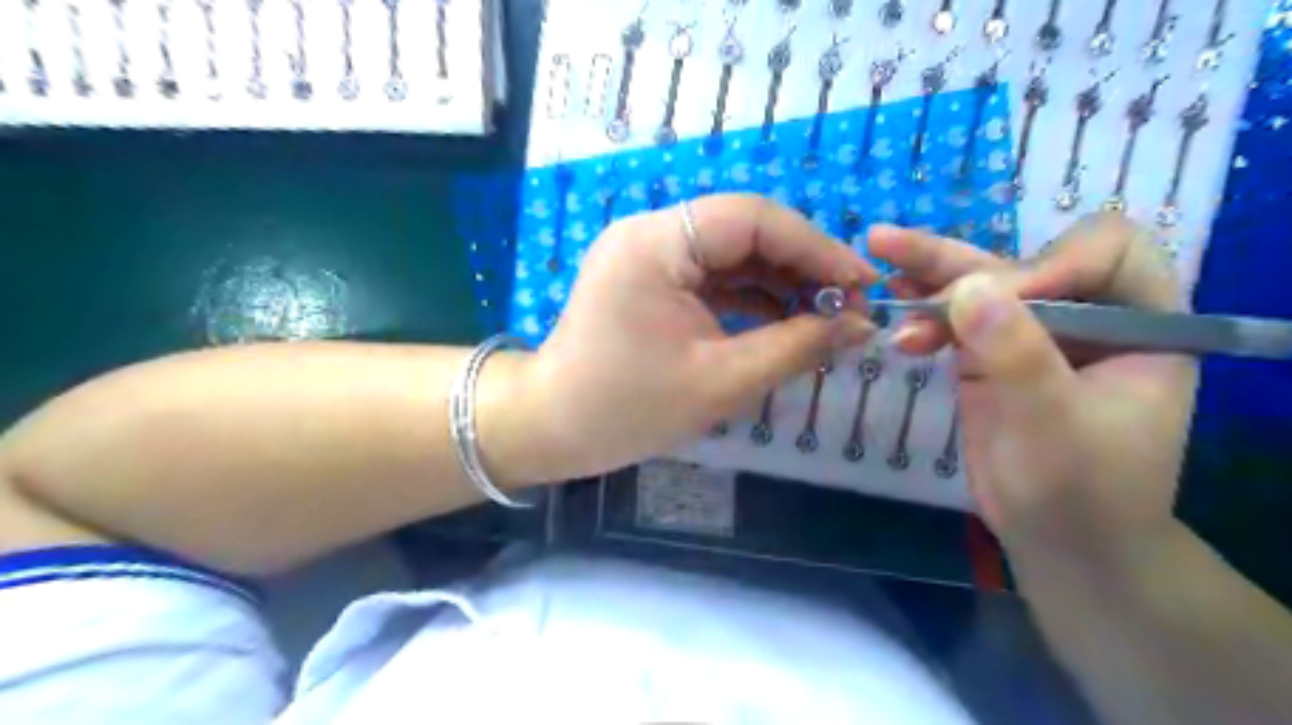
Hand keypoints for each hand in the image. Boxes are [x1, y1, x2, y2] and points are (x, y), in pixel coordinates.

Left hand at [524, 196, 876, 483]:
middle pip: (745, 230)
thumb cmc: (626, 408)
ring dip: (782, 283)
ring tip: (828, 317)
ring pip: (733, 254)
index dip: (815, 247)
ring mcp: (649, 255)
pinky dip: (753, 297)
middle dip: (802, 266)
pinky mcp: (652, 280)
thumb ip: (796, 347)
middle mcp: (651, 233)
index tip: (863, 283)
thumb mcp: (720, 381)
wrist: (551, 429)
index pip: (753, 219)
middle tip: (851, 305)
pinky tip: (787, 321)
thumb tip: (861, 327)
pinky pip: (714, 276)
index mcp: (657, 244)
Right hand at [868, 215, 1199, 564]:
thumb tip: (967, 287)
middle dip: (957, 263)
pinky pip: (954, 322)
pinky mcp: (990, 357)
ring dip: (928, 277)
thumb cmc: (1080, 491)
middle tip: (889, 247)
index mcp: (1140, 322)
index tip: (994, 304)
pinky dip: (922, 315)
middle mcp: (1085, 317)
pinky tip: (893, 310)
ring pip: (980, 288)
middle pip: (1023, 263)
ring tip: (877, 256)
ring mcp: (1033, 335)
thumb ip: (1015, 354)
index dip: (1047, 265)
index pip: (1101, 253)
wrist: (1058, 542)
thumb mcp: (1052, 424)